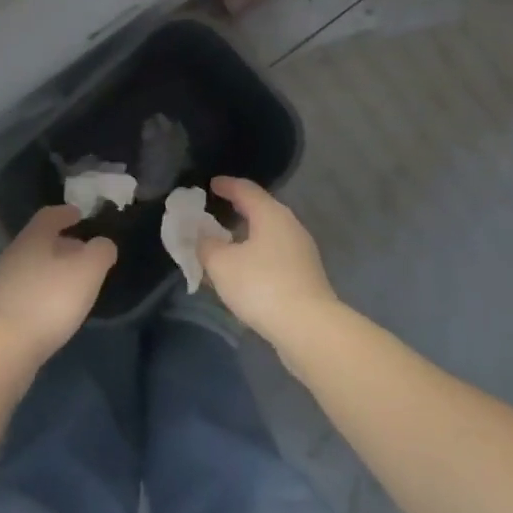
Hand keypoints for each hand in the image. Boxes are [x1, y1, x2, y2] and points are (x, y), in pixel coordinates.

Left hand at [0, 206, 115, 370]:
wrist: (3, 349)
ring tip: (70, 283)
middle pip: (38, 241)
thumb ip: (100, 252)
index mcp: (32, 239)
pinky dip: (40, 291)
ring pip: (30, 266)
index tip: (79, 214)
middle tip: (82, 252)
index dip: (66, 213)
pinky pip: (23, 290)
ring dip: (50, 269)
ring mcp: (0, 283)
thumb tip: (102, 244)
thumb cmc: (49, 301)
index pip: (49, 215)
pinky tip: (51, 308)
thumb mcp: (88, 272)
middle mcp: (11, 255)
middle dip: (61, 244)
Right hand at [198, 177, 338, 339]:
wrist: (308, 327)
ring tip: (225, 244)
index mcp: (271, 214)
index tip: (211, 184)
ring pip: (268, 235)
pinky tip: (243, 271)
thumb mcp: (221, 264)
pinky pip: (274, 255)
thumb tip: (203, 238)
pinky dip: (256, 255)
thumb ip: (206, 246)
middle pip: (260, 210)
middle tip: (215, 212)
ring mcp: (301, 251)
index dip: (226, 185)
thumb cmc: (261, 285)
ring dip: (246, 236)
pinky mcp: (305, 275)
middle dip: (237, 210)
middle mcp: (290, 226)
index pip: (245, 189)